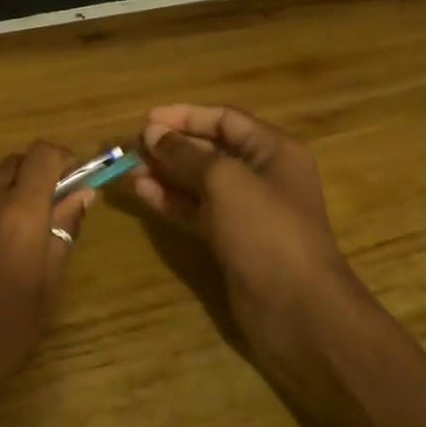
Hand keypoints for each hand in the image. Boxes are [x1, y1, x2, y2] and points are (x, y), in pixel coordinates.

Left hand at [0, 143, 92, 426]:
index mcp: (19, 214)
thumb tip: (82, 193)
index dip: (62, 160)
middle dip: (33, 175)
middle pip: (14, 160)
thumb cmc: (1, 336)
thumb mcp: (45, 288)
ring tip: (2, 213)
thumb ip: (63, 231)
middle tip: (41, 208)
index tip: (71, 177)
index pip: (44, 155)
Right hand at [134, 104, 372, 397]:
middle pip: (211, 150)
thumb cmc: (266, 231)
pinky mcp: (231, 241)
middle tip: (132, 147)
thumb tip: (153, 132)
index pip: (225, 119)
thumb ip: (186, 155)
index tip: (147, 121)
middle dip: (172, 147)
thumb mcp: (225, 182)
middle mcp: (261, 175)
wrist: (297, 310)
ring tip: (128, 170)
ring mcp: (246, 211)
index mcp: (273, 150)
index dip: (186, 116)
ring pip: (199, 183)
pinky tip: (142, 193)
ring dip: (165, 174)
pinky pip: (196, 211)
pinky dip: (171, 201)